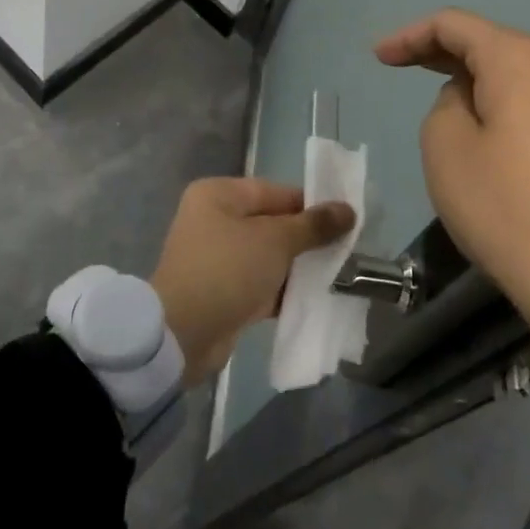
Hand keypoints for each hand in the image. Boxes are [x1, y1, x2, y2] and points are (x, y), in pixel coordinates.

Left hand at [150, 177, 355, 385]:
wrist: (181, 335)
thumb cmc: (227, 270)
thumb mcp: (275, 241)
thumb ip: (313, 225)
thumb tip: (348, 209)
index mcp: (220, 195)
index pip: (276, 192)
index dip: (312, 205)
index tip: (345, 221)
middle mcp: (215, 220)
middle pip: (273, 224)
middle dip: (307, 239)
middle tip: (345, 251)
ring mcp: (217, 258)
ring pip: (269, 256)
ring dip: (298, 267)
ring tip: (336, 275)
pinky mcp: (222, 292)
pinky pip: (260, 283)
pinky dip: (283, 290)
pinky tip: (315, 299)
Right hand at [375, 8, 529, 414]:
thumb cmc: (503, 206)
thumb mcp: (445, 145)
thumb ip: (446, 102)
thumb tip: (471, 98)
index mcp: (520, 57)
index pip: (454, 25)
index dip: (410, 35)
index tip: (377, 56)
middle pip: (487, 41)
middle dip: (439, 50)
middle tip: (397, 64)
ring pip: (511, 68)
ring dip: (470, 75)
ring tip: (434, 90)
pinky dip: (498, 96)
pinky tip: (478, 116)